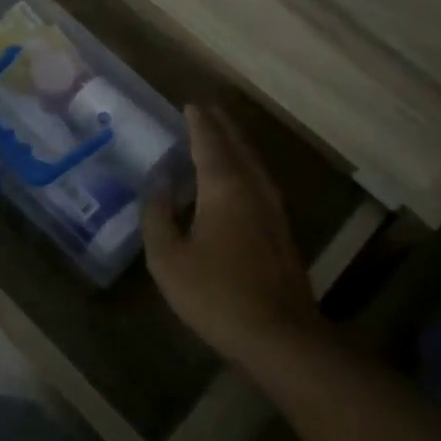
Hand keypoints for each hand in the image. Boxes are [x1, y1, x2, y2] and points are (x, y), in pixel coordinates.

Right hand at [143, 105, 318, 365]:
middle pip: (238, 145)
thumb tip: (158, 182)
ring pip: (253, 163)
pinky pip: (259, 182)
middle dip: (221, 126)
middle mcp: (253, 188)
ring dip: (235, 145)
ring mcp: (273, 209)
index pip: (209, 141)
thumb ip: (158, 215)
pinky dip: (243, 168)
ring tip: (219, 135)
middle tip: (205, 110)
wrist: (279, 336)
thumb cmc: (216, 293)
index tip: (189, 104)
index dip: (198, 122)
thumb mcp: (168, 258)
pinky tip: (235, 180)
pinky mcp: (281, 231)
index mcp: (225, 186)